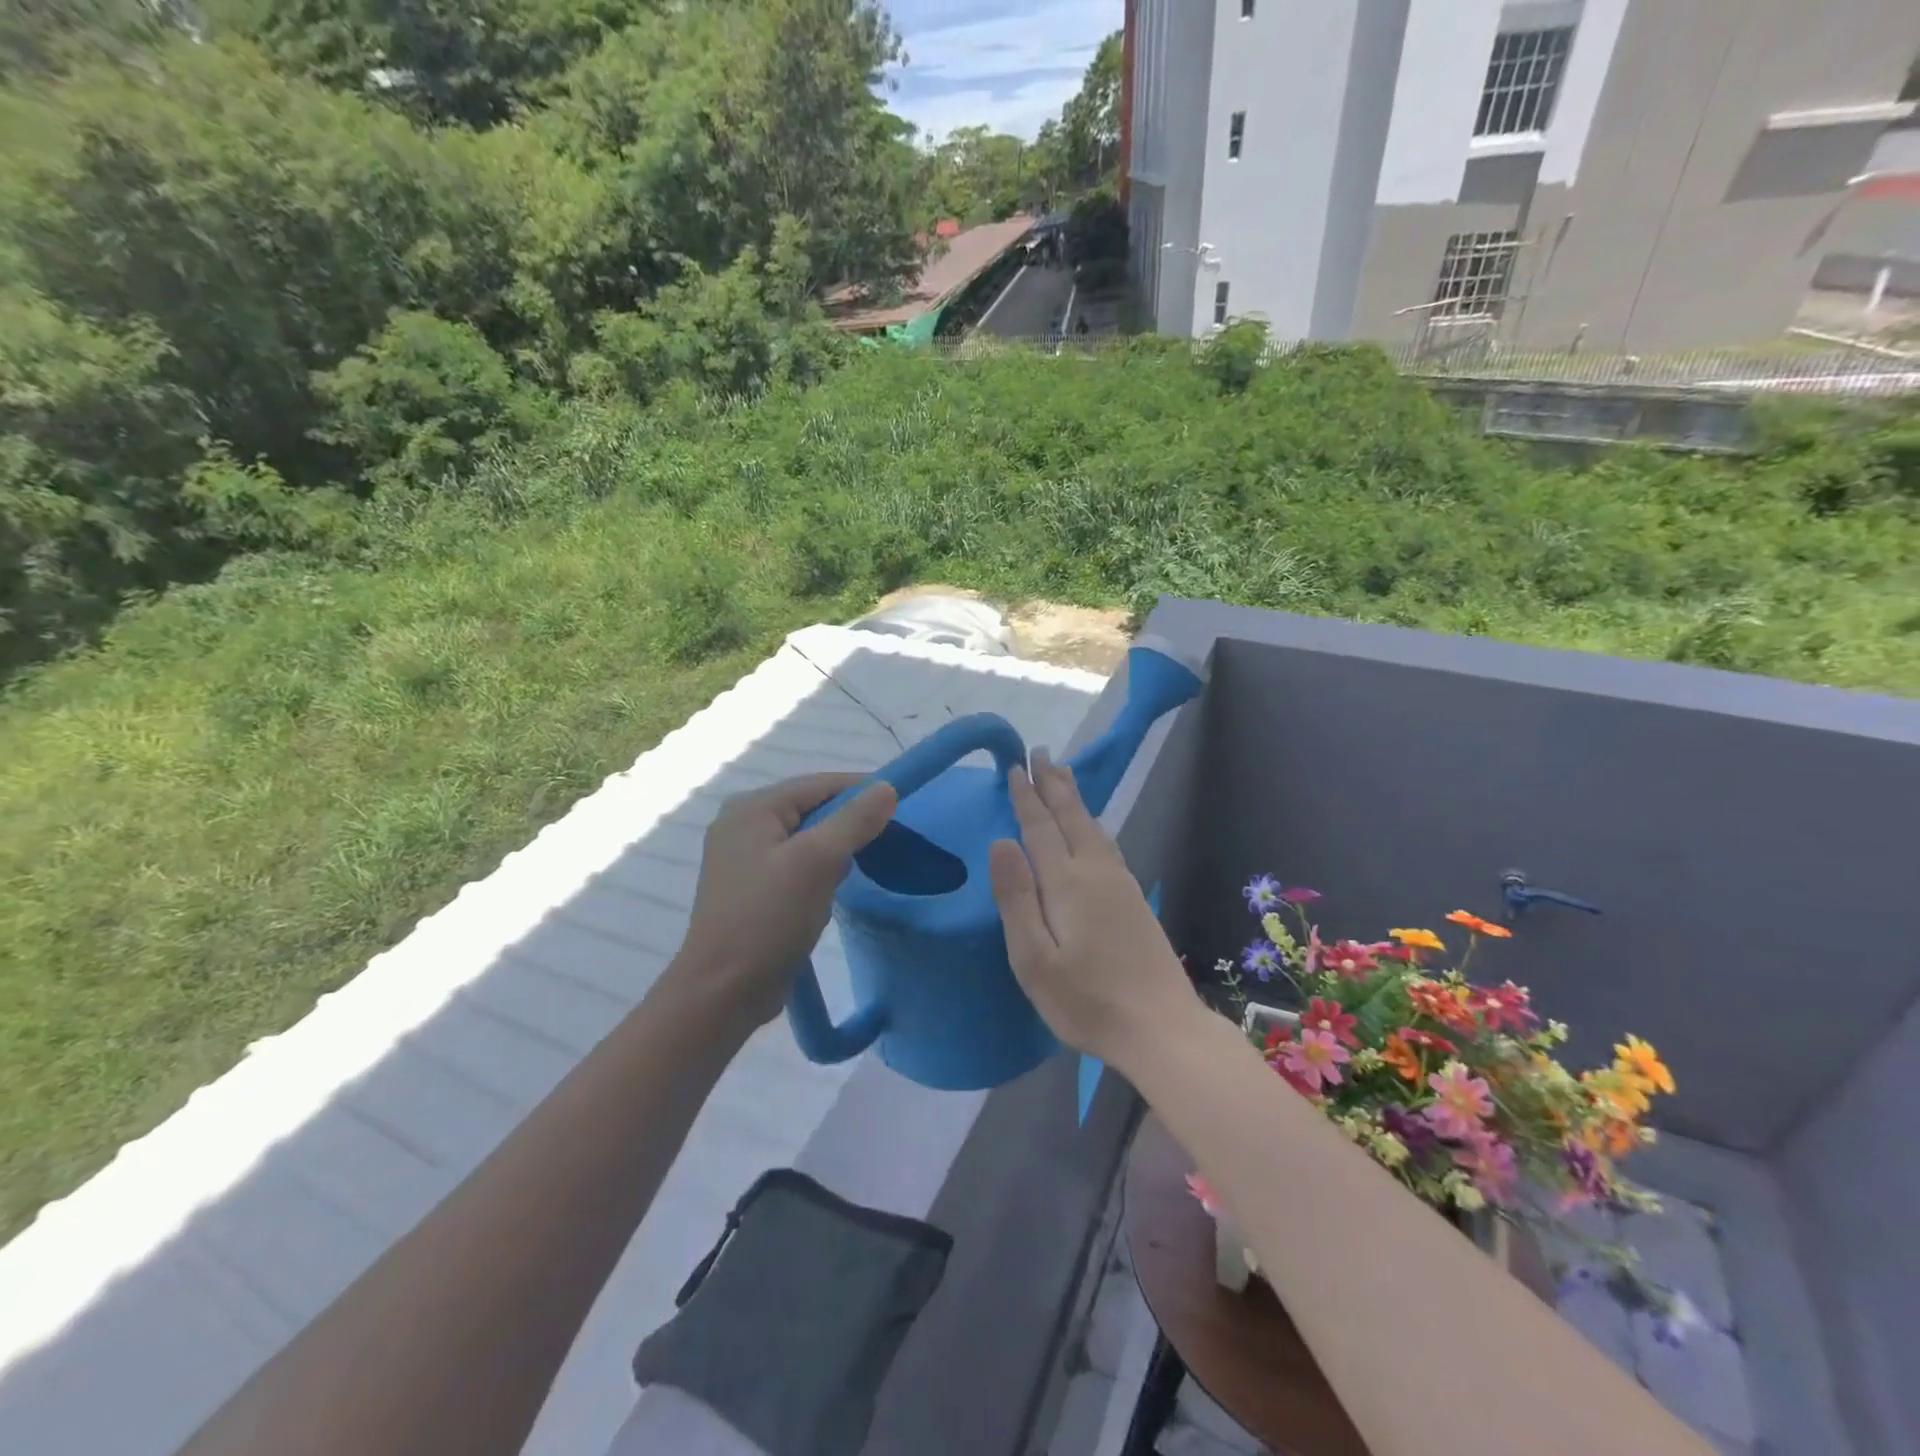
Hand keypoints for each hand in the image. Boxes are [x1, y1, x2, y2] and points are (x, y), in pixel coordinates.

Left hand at [677, 773, 896, 1026]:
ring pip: (805, 838)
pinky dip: (819, 870)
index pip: (818, 784)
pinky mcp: (750, 888)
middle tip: (887, 839)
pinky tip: (834, 889)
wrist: (723, 992)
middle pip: (811, 808)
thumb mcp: (818, 862)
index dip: (861, 790)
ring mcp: (743, 858)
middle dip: (849, 822)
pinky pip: (795, 864)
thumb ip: (854, 820)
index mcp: (752, 808)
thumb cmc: (769, 918)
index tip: (900, 805)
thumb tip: (886, 787)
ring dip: (835, 849)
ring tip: (864, 865)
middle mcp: (742, 824)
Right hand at [987, 753, 1196, 1069]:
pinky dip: (1091, 822)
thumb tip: (1001, 842)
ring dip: (1074, 798)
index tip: (1016, 767)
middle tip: (1041, 753)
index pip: (1040, 827)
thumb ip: (1016, 898)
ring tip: (1064, 775)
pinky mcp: (1134, 899)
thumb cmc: (1086, 1000)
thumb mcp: (1034, 959)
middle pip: (1071, 817)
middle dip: (1053, 784)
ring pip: (1092, 827)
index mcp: (1067, 883)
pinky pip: (1106, 843)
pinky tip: (1092, 828)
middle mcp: (1096, 872)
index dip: (1027, 797)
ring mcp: (1120, 884)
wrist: (1161, 1028)